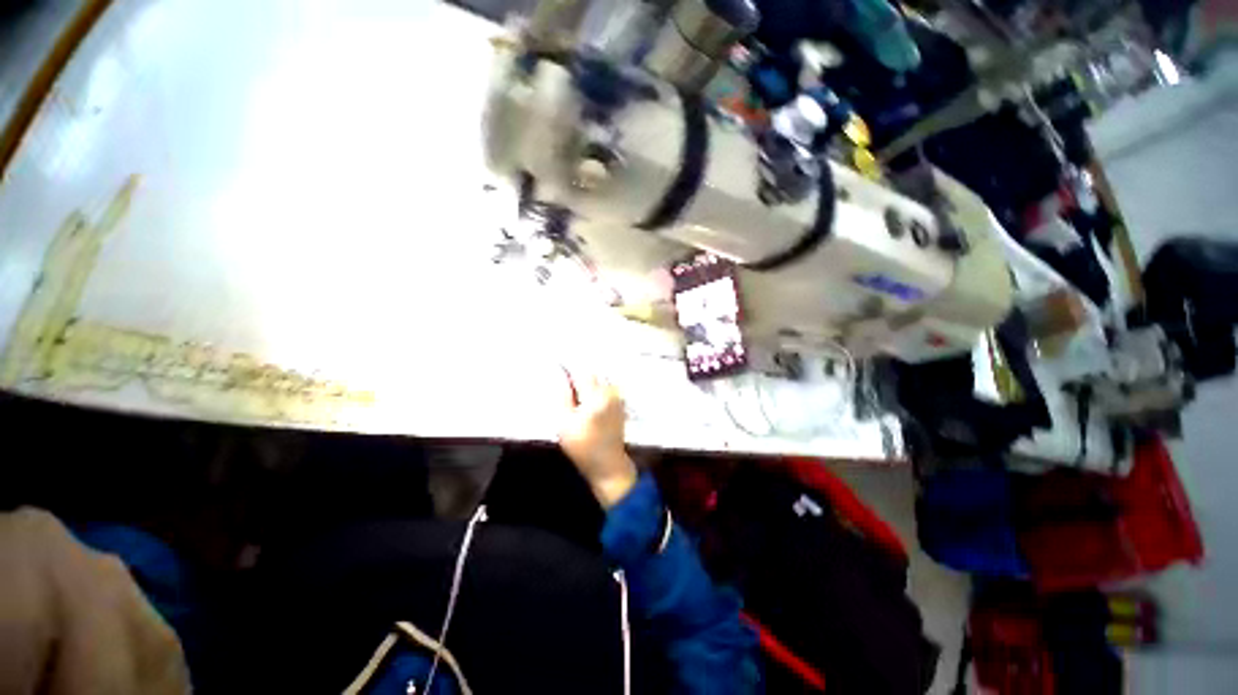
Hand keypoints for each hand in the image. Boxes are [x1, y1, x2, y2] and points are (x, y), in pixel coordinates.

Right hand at [558, 371, 637, 508]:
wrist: (608, 464)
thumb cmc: (582, 447)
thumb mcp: (564, 423)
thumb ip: (562, 396)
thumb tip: (560, 375)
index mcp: (596, 396)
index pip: (581, 372)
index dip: (569, 371)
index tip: (560, 373)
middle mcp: (610, 392)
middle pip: (591, 374)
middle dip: (578, 378)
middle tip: (568, 391)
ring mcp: (618, 397)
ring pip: (598, 380)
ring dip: (587, 385)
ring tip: (578, 400)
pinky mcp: (621, 402)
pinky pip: (606, 388)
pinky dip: (596, 391)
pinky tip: (589, 405)